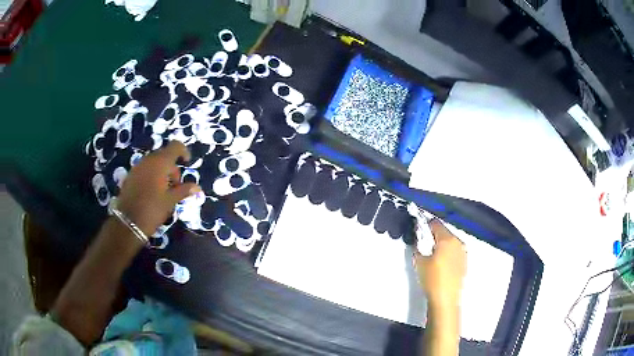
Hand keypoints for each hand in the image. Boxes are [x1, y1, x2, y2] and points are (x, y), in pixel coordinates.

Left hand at [117, 141, 200, 235]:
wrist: (128, 222)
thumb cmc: (152, 209)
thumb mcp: (170, 201)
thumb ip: (183, 190)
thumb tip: (197, 187)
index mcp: (160, 163)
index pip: (175, 146)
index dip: (183, 151)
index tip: (187, 163)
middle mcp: (148, 160)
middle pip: (164, 155)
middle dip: (172, 168)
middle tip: (175, 186)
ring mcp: (137, 167)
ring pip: (154, 163)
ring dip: (162, 172)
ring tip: (164, 191)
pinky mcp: (130, 175)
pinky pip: (145, 169)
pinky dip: (152, 176)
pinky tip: (152, 192)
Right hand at [414, 219, 465, 308]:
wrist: (446, 299)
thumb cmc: (432, 279)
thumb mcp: (419, 262)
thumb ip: (418, 247)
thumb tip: (418, 239)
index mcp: (447, 239)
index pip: (436, 223)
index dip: (426, 225)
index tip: (419, 231)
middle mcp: (458, 242)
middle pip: (445, 232)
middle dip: (435, 235)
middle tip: (425, 244)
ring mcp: (463, 252)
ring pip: (451, 241)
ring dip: (442, 244)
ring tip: (433, 255)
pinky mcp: (465, 261)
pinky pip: (455, 251)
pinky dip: (448, 252)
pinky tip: (442, 263)